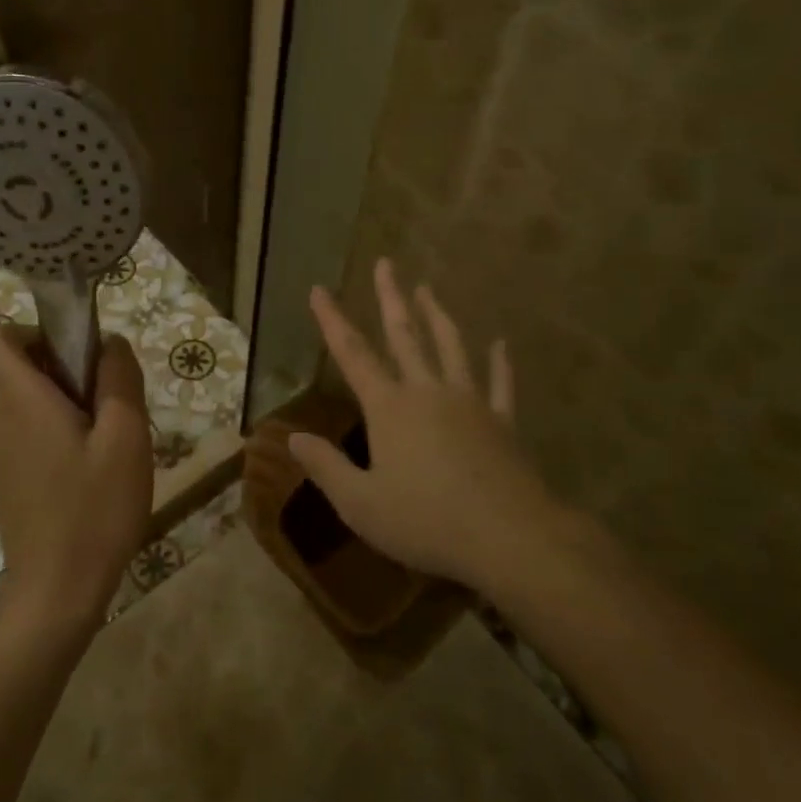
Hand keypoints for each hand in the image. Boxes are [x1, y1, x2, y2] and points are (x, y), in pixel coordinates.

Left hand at [0, 324, 153, 634]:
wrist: (57, 594)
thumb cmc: (94, 510)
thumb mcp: (125, 437)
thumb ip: (119, 380)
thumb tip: (109, 343)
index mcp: (22, 400)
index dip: (32, 331)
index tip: (76, 354)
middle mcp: (2, 419)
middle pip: (23, 368)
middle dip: (69, 370)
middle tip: (113, 404)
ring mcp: (3, 452)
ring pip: (34, 402)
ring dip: (72, 405)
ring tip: (112, 443)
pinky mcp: (12, 479)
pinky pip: (35, 433)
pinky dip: (64, 434)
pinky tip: (96, 473)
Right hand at [288, 259, 559, 594]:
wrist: (508, 537)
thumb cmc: (426, 522)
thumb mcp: (361, 504)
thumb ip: (326, 467)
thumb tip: (292, 438)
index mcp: (390, 408)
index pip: (353, 354)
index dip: (332, 320)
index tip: (319, 289)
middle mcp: (428, 392)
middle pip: (405, 336)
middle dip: (391, 298)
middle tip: (386, 263)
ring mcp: (470, 403)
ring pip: (451, 347)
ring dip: (437, 316)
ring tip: (428, 289)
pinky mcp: (502, 422)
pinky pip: (501, 383)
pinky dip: (500, 362)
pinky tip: (501, 343)